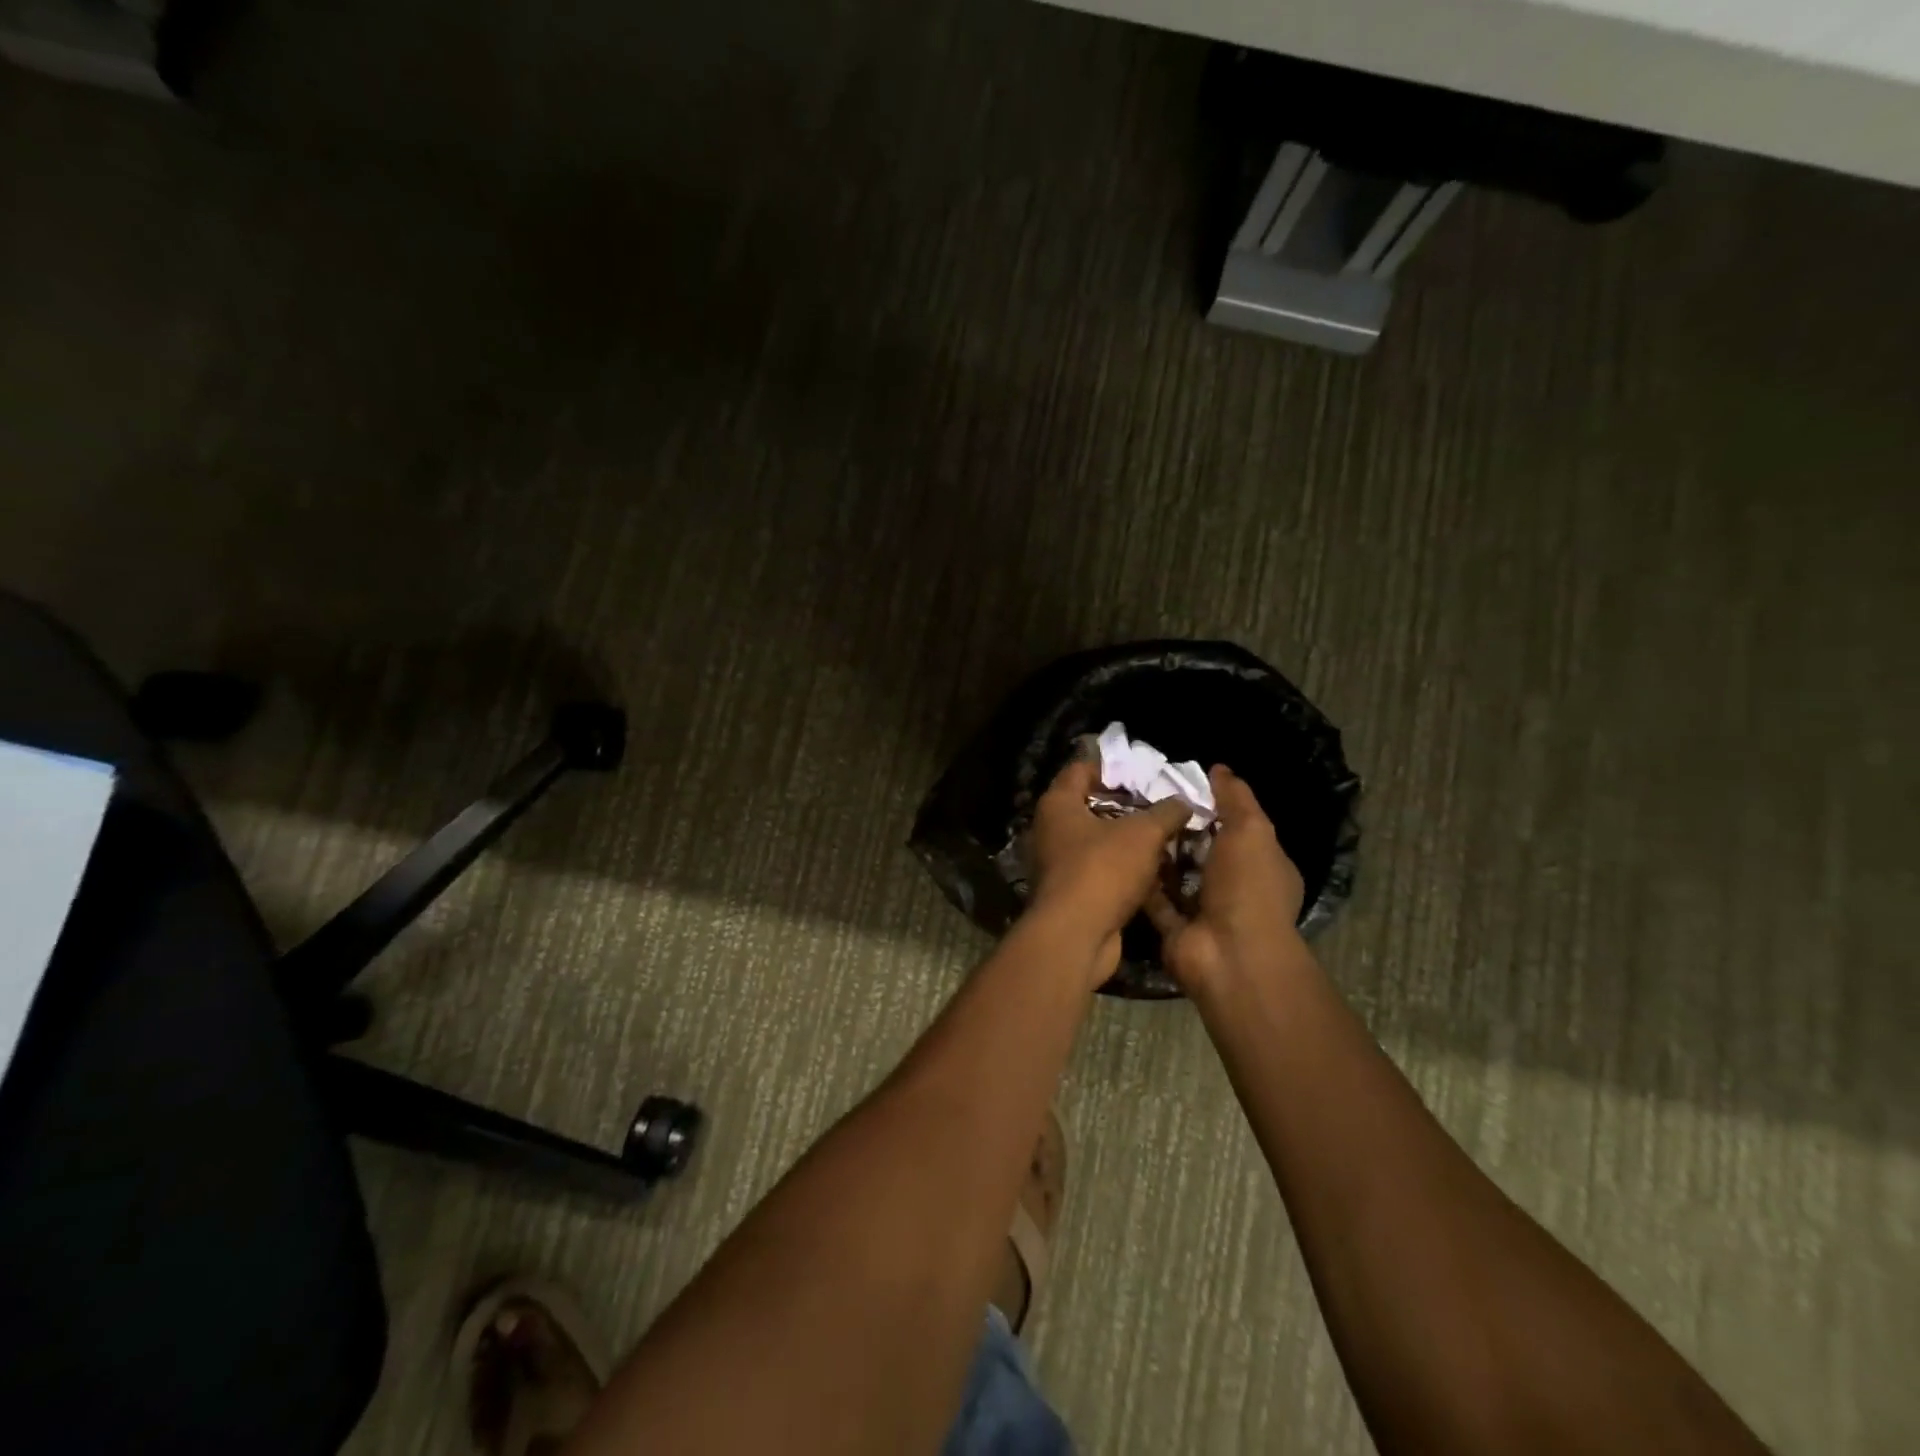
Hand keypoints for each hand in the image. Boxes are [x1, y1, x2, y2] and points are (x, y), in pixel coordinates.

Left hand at [1027, 758, 1188, 982]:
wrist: (1076, 936)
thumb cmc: (1102, 870)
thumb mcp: (1143, 833)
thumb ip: (1166, 812)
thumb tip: (1183, 801)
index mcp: (1058, 804)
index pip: (1081, 770)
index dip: (1113, 768)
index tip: (1145, 775)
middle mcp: (1051, 830)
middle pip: (1092, 806)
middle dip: (1128, 807)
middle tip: (1163, 807)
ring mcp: (1058, 863)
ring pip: (1099, 842)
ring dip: (1130, 841)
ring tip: (1167, 837)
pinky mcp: (1071, 893)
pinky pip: (1101, 871)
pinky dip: (1125, 869)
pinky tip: (1156, 872)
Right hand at [1145, 766, 1306, 995]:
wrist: (1228, 954)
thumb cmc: (1248, 886)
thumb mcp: (1251, 830)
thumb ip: (1235, 798)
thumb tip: (1219, 768)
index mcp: (1262, 865)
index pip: (1239, 827)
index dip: (1214, 805)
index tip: (1181, 783)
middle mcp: (1235, 887)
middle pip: (1203, 849)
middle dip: (1180, 828)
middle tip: (1144, 797)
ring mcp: (1204, 909)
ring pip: (1176, 873)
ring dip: (1157, 852)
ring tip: (1127, 818)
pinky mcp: (1174, 927)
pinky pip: (1155, 896)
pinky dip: (1142, 879)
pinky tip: (1120, 851)